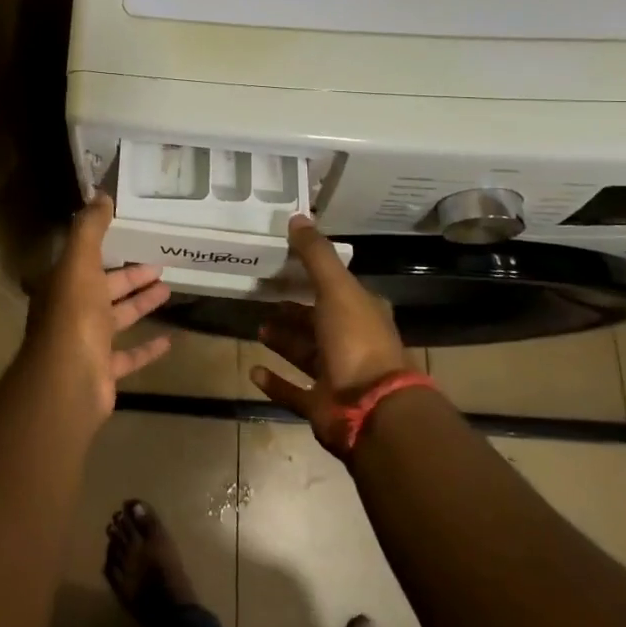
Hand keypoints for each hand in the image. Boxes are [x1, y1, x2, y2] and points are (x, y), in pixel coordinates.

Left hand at [18, 195, 172, 419]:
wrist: (68, 380)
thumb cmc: (74, 315)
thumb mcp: (80, 263)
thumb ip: (90, 229)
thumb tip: (100, 194)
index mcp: (64, 284)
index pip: (87, 260)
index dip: (109, 247)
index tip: (134, 236)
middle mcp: (72, 311)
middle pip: (106, 288)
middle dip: (132, 276)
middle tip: (161, 264)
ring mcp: (87, 343)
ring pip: (118, 319)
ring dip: (141, 304)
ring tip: (169, 290)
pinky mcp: (103, 370)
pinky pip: (128, 356)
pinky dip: (147, 348)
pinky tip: (170, 340)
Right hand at [250, 215, 411, 448]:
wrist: (371, 409)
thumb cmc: (356, 341)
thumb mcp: (337, 288)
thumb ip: (316, 255)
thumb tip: (297, 217)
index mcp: (362, 313)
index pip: (337, 289)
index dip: (314, 277)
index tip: (285, 266)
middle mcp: (352, 342)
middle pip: (318, 321)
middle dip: (293, 311)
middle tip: (264, 297)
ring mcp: (338, 376)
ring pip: (305, 353)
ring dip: (283, 341)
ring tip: (257, 327)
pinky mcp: (321, 405)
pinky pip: (293, 391)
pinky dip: (275, 381)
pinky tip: (254, 371)